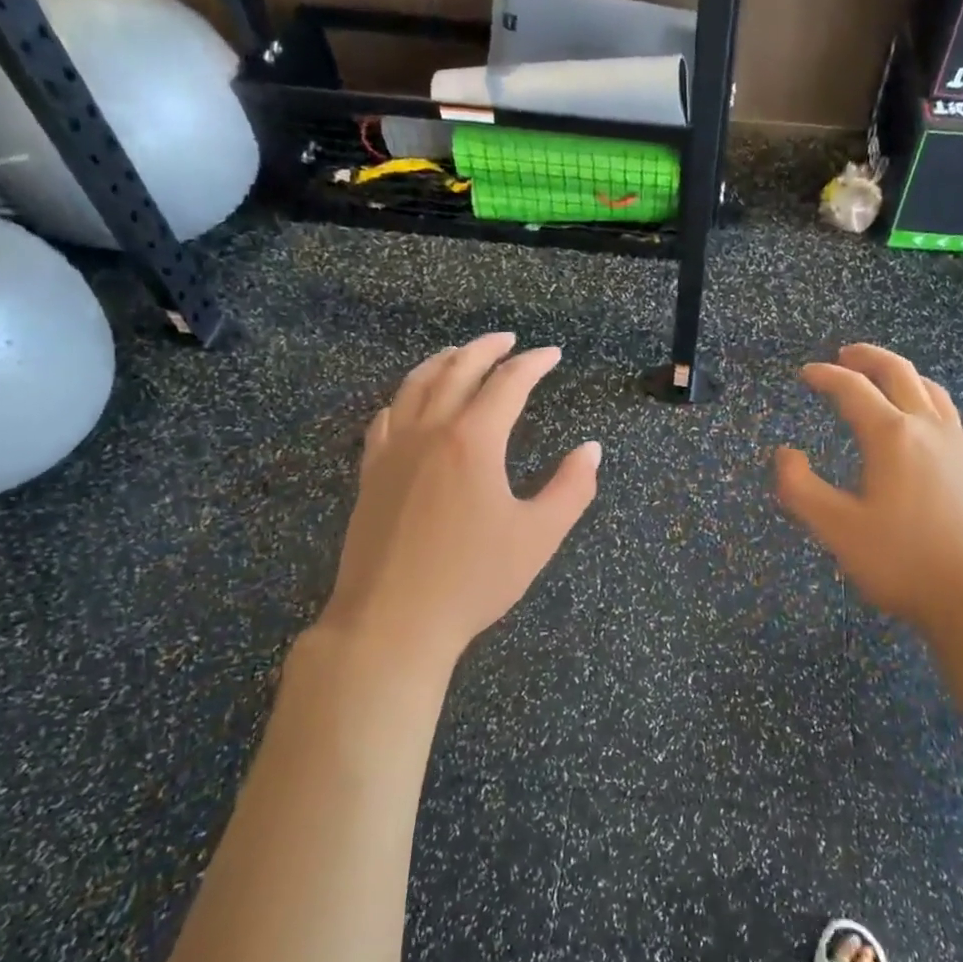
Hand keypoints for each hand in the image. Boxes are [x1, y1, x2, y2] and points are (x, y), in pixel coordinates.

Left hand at [311, 333, 600, 680]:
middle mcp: (429, 432)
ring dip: (443, 362)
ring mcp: (393, 450)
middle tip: (508, 339)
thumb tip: (591, 449)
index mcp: (473, 441)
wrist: (392, 622)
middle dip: (486, 348)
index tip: (552, 354)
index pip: (508, 383)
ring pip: (415, 386)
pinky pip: (386, 418)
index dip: (533, 364)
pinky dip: (405, 397)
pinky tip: (410, 403)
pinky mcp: (371, 473)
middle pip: (457, 370)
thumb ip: (572, 488)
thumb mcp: (538, 536)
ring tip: (461, 354)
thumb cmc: (473, 580)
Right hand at [774, 344, 962, 635]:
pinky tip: (932, 424)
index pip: (853, 389)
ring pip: (932, 391)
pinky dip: (933, 406)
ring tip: (886, 377)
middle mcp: (928, 429)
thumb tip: (785, 454)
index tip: (806, 373)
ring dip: (904, 375)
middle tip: (845, 354)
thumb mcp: (837, 530)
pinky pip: (954, 419)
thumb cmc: (904, 563)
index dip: (826, 376)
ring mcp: (960, 447)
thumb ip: (800, 489)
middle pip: (899, 373)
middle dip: (868, 358)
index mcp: (891, 436)